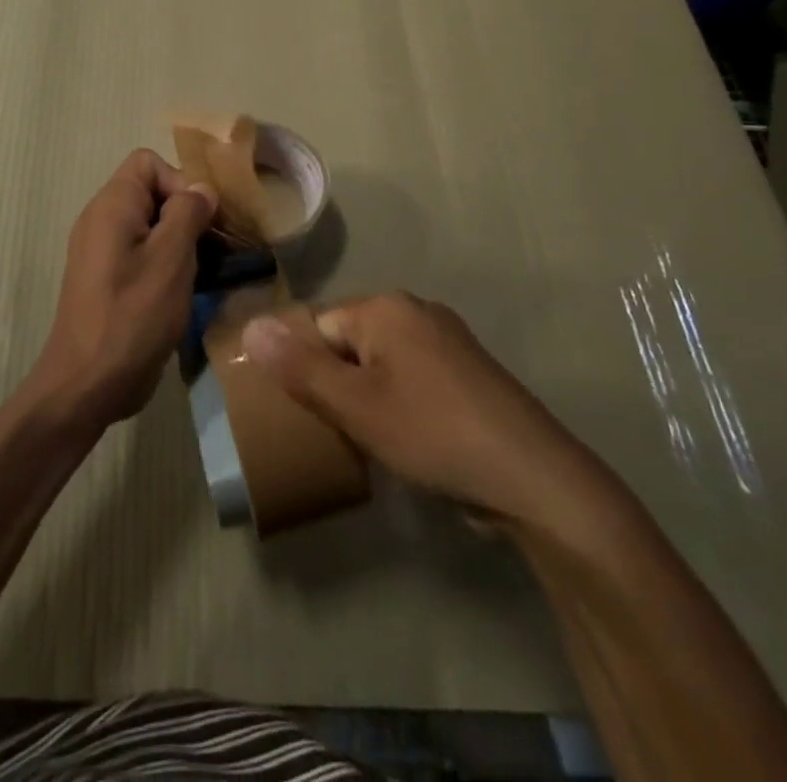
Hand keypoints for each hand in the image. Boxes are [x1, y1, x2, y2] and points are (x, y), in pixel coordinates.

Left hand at [31, 150, 217, 431]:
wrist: (87, 384)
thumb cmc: (132, 316)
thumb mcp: (170, 259)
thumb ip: (188, 213)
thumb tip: (200, 189)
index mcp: (112, 206)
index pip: (148, 163)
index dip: (180, 181)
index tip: (202, 219)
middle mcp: (102, 221)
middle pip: (152, 193)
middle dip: (188, 213)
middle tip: (215, 247)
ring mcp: (102, 253)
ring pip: (151, 227)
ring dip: (182, 242)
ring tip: (208, 271)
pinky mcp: (108, 281)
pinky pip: (142, 254)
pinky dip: (167, 264)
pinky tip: (188, 291)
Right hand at [240, 292, 617, 529]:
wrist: (535, 479)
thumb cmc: (433, 433)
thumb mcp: (355, 406)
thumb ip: (299, 367)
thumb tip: (251, 325)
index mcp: (386, 308)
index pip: (319, 327)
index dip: (306, 371)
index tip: (308, 414)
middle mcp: (417, 312)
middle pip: (350, 343)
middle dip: (337, 385)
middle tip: (337, 432)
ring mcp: (448, 341)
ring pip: (381, 363)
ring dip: (368, 398)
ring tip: (369, 443)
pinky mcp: (469, 374)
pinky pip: (413, 378)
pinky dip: (401, 404)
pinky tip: (409, 441)